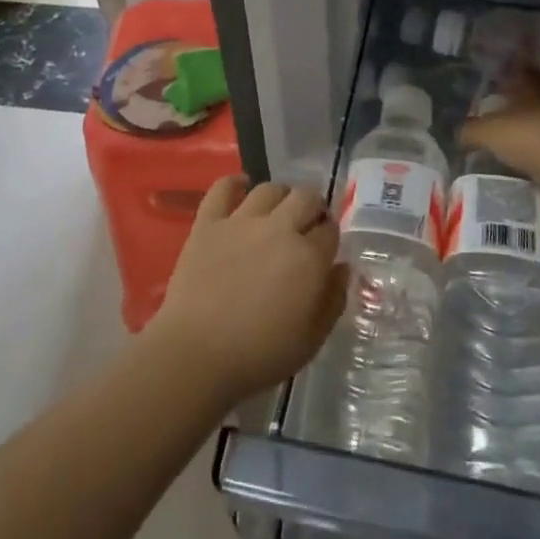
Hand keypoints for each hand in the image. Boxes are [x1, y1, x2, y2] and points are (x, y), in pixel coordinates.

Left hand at [146, 176, 347, 407]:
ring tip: (278, 211)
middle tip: (306, 225)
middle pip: (306, 197)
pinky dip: (234, 183)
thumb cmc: (260, 355)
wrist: (197, 355)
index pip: (331, 230)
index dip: (330, 236)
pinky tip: (241, 187)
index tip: (325, 248)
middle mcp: (279, 229)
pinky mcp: (208, 223)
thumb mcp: (312, 339)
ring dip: (281, 196)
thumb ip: (333, 300)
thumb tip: (342, 268)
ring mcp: (241, 221)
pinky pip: (222, 188)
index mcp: (309, 257)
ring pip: (270, 189)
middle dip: (313, 207)